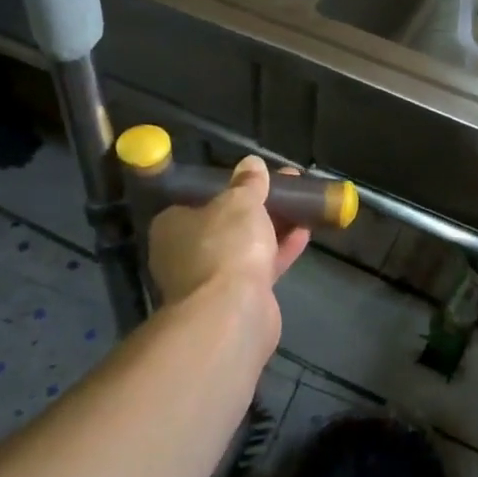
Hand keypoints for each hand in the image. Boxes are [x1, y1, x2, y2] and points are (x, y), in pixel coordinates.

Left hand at [147, 157, 310, 310]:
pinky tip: (305, 233)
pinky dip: (280, 250)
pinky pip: (260, 266)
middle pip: (226, 222)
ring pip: (246, 245)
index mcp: (172, 225)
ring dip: (273, 227)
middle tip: (286, 187)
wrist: (231, 312)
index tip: (257, 178)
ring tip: (303, 204)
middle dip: (258, 205)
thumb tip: (251, 164)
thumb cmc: (225, 245)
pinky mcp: (235, 298)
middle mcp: (185, 252)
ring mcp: (210, 278)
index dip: (230, 187)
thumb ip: (248, 183)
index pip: (199, 199)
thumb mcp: (240, 202)